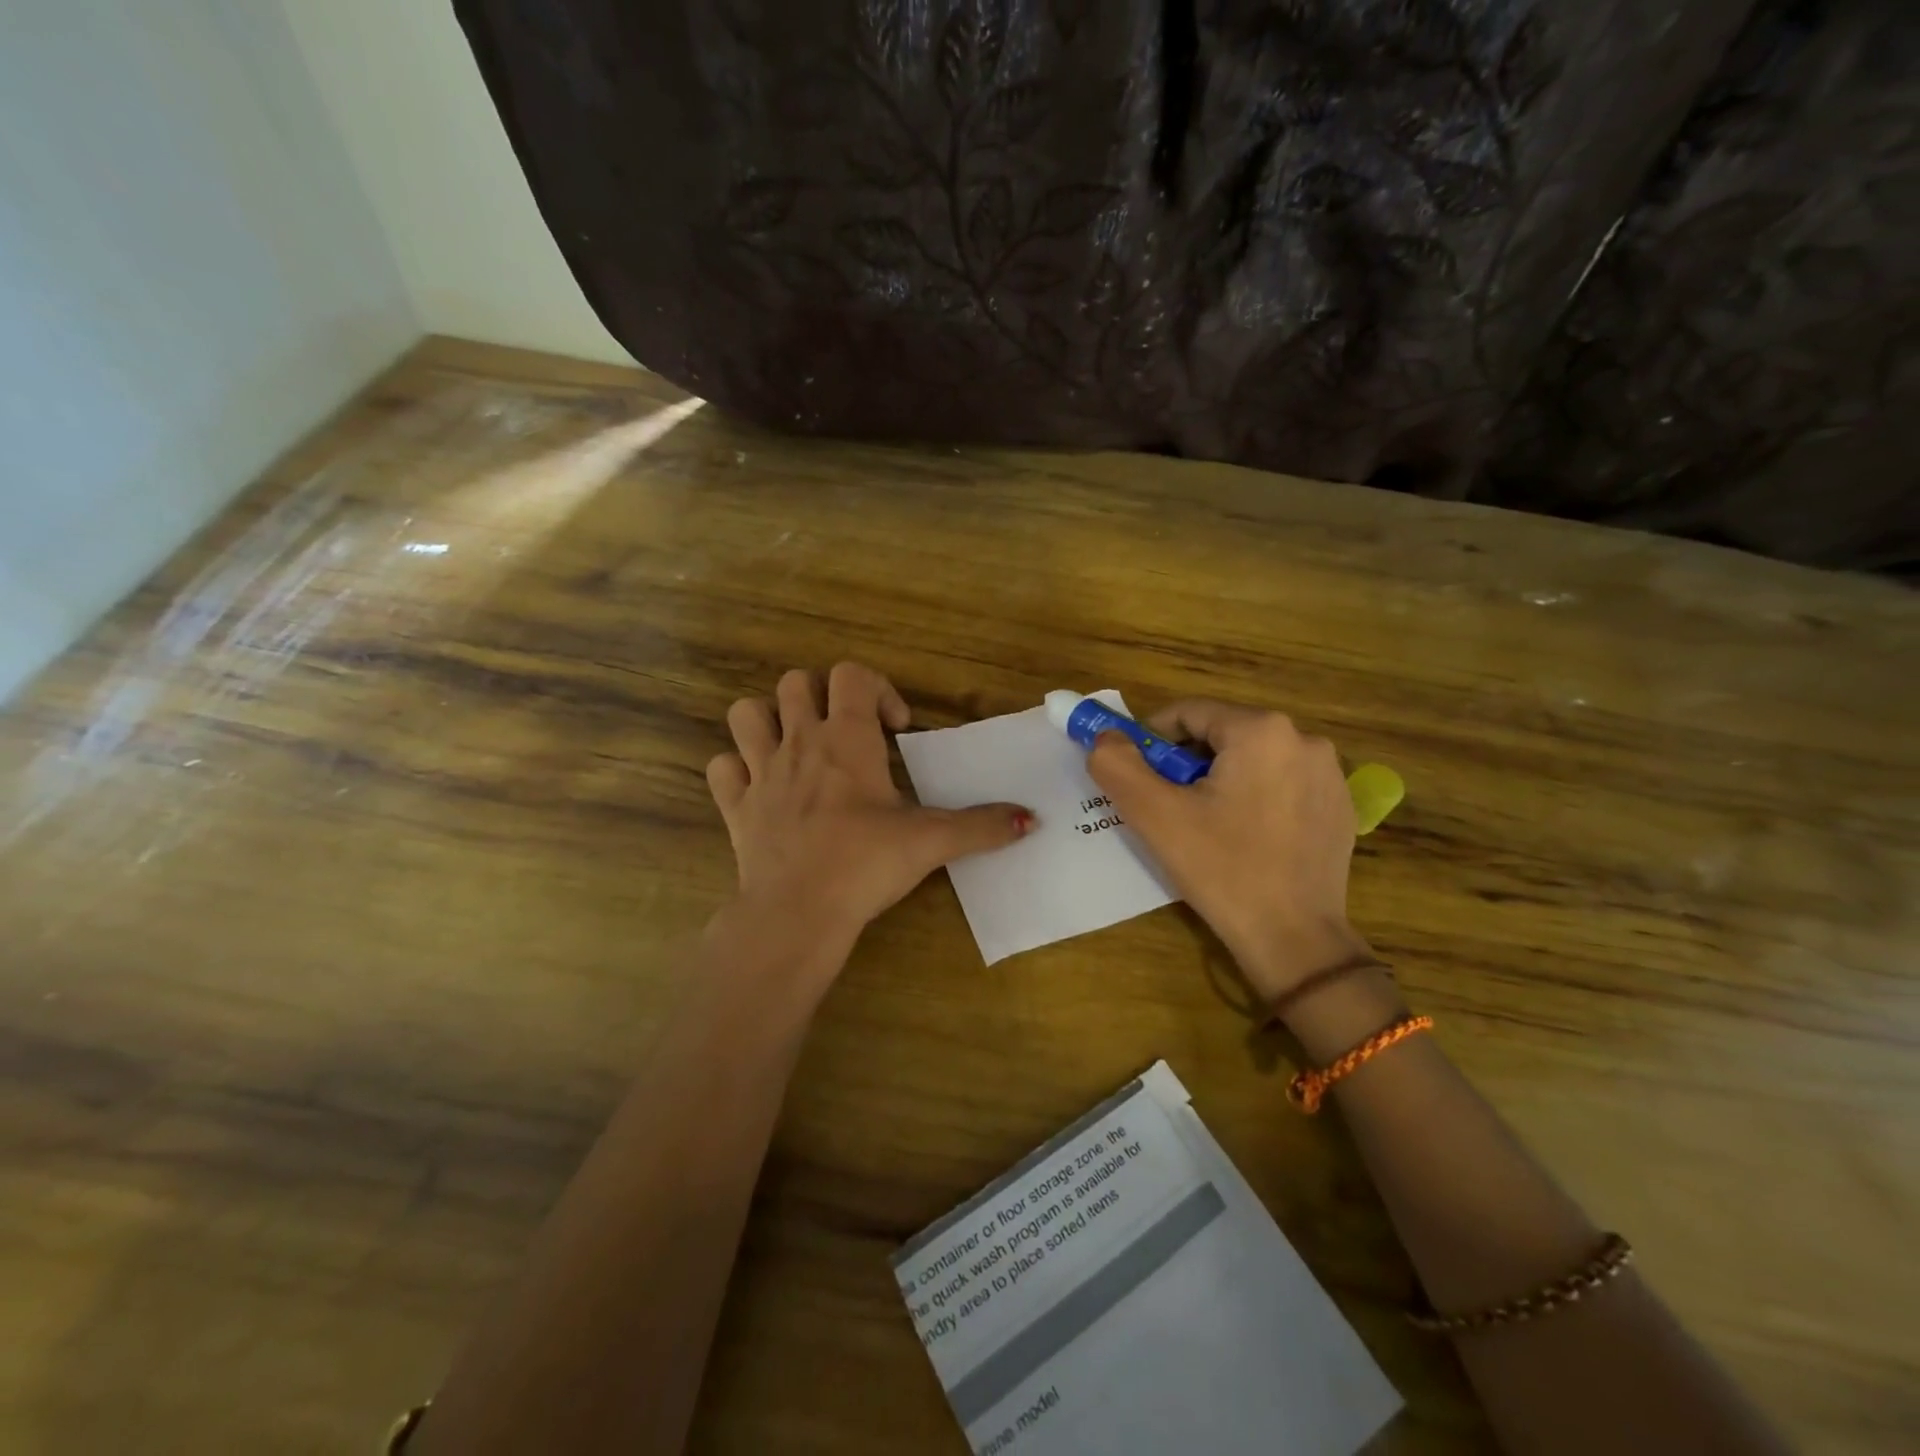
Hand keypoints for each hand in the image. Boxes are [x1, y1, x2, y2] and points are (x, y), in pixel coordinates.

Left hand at [706, 663, 1031, 970]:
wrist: (798, 912)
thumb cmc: (865, 864)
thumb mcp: (931, 841)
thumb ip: (982, 827)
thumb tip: (1031, 819)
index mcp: (847, 739)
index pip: (852, 675)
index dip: (877, 688)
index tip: (895, 729)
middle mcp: (799, 743)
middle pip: (795, 682)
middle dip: (821, 696)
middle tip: (845, 732)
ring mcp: (760, 773)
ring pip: (745, 713)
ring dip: (767, 720)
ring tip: (794, 746)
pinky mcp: (735, 808)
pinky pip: (721, 768)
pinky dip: (736, 769)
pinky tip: (760, 788)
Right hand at [1088, 700, 1371, 1000]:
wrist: (1294, 940)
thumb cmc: (1222, 869)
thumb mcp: (1155, 816)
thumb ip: (1118, 765)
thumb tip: (1105, 737)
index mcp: (1261, 730)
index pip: (1188, 714)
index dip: (1152, 741)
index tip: (1136, 776)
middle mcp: (1304, 739)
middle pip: (1221, 735)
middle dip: (1186, 764)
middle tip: (1167, 806)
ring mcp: (1329, 774)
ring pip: (1251, 759)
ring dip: (1219, 781)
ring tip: (1204, 826)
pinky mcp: (1340, 806)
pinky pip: (1281, 784)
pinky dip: (1254, 798)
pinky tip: (1245, 839)